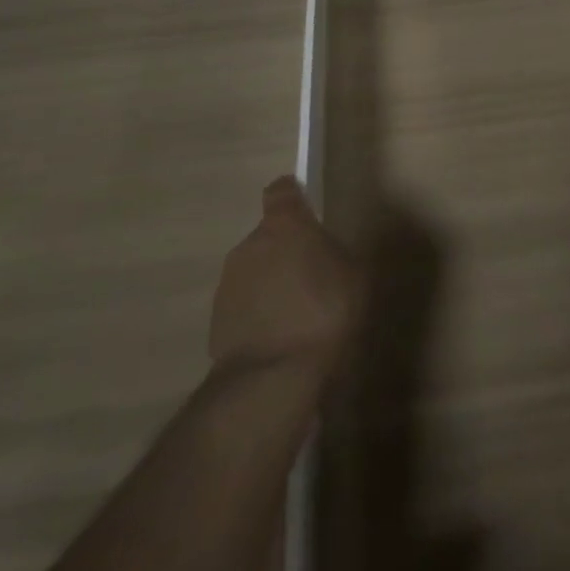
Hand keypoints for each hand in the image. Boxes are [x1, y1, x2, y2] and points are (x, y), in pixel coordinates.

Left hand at [209, 177, 361, 374]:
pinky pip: (243, 307)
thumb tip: (325, 254)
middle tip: (311, 276)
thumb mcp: (354, 275)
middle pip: (268, 236)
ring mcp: (228, 284)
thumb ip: (336, 254)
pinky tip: (279, 340)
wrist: (273, 379)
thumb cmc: (324, 312)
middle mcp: (250, 245)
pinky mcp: (215, 323)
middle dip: (285, 251)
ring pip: (254, 272)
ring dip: (270, 284)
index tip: (303, 206)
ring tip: (295, 315)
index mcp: (284, 225)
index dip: (291, 196)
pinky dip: (258, 315)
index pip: (281, 191)